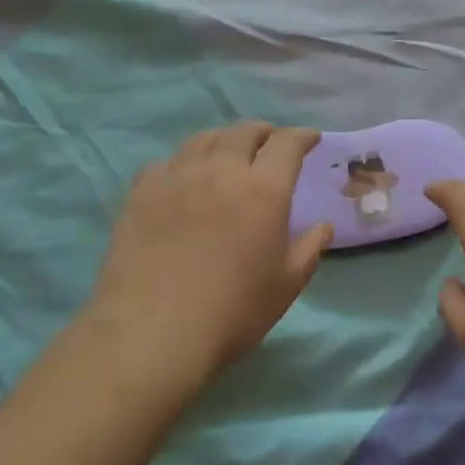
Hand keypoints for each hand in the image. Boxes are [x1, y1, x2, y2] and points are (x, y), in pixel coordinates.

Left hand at [84, 123, 332, 392]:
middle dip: (263, 131)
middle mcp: (222, 171)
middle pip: (244, 132)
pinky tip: (182, 177)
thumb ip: (309, 249)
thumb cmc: (232, 311)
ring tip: (227, 150)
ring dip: (223, 139)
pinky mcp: (141, 194)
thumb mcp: (286, 286)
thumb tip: (324, 227)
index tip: (311, 138)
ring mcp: (177, 178)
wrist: (152, 332)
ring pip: (203, 139)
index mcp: (264, 190)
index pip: (287, 144)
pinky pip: (165, 163)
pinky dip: (182, 162)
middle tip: (269, 141)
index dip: (302, 136)